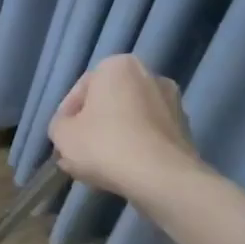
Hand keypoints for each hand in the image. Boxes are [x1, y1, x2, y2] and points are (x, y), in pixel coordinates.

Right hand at [47, 54, 199, 200]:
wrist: (161, 177)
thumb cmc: (104, 145)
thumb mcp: (62, 134)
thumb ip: (59, 125)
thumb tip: (69, 128)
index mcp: (118, 66)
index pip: (81, 90)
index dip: (66, 116)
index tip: (62, 139)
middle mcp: (150, 75)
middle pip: (108, 104)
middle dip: (92, 127)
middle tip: (78, 152)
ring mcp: (172, 102)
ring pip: (129, 120)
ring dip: (113, 138)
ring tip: (97, 166)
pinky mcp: (185, 129)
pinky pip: (148, 136)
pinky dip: (134, 148)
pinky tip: (121, 171)